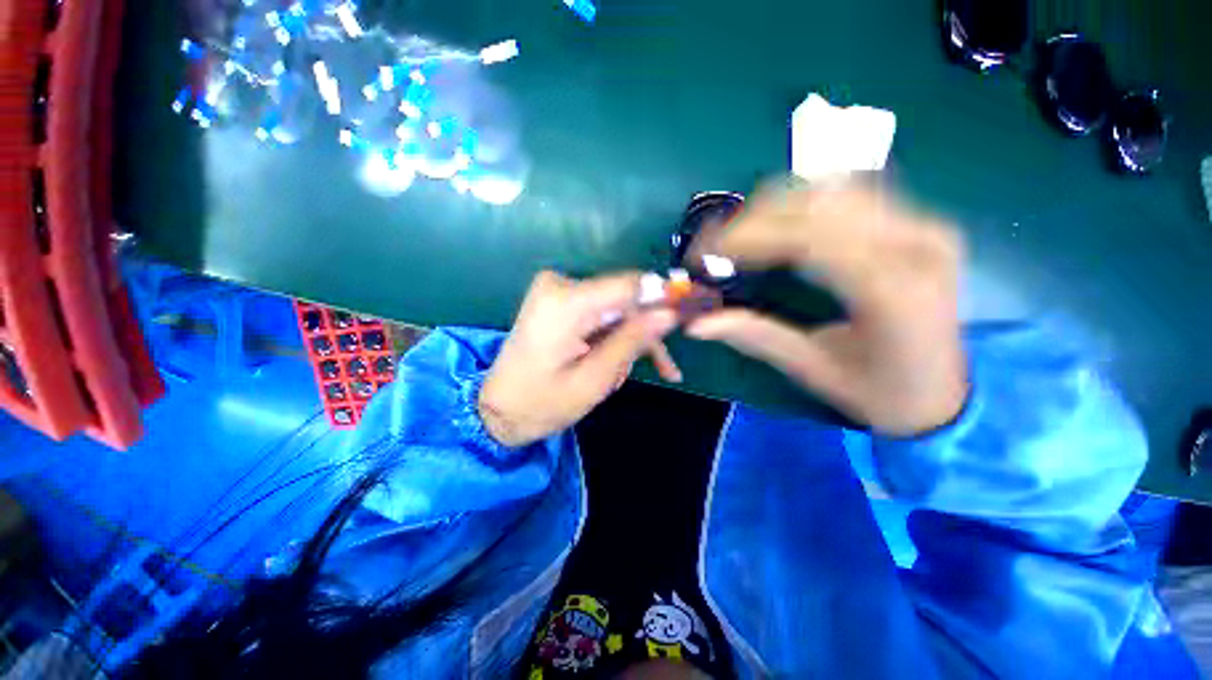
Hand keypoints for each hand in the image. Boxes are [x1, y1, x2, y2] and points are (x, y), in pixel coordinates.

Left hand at [480, 271, 680, 447]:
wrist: (497, 409)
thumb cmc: (542, 403)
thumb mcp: (595, 378)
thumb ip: (633, 341)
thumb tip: (671, 312)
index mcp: (566, 301)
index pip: (630, 284)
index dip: (664, 298)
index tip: (688, 319)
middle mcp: (561, 284)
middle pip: (625, 299)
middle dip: (644, 332)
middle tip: (661, 368)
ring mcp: (559, 291)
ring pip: (617, 310)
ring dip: (630, 341)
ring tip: (627, 375)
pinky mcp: (561, 301)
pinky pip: (602, 313)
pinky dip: (616, 336)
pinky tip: (624, 365)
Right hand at [686, 183, 968, 436]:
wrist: (946, 394)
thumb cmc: (881, 392)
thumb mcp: (812, 369)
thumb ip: (754, 337)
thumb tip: (696, 324)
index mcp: (892, 290)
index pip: (807, 239)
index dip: (746, 238)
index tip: (702, 253)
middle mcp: (915, 244)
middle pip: (817, 205)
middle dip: (751, 220)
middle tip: (713, 247)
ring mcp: (923, 226)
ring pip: (833, 189)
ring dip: (774, 207)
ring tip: (740, 236)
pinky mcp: (919, 222)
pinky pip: (853, 192)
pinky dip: (806, 201)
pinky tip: (781, 223)